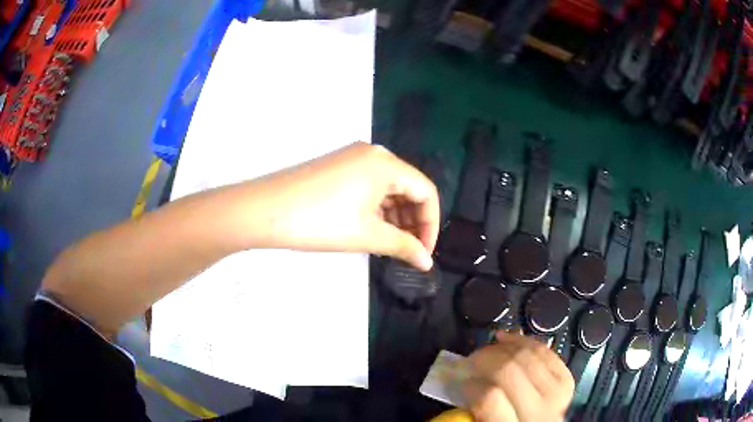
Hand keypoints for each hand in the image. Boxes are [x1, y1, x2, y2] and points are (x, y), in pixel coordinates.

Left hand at [241, 142, 439, 269]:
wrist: (262, 211)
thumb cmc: (319, 222)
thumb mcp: (367, 235)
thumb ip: (404, 247)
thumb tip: (427, 262)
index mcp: (385, 163)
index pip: (425, 191)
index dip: (431, 224)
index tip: (424, 253)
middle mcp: (372, 154)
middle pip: (407, 188)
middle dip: (413, 222)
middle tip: (409, 251)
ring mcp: (351, 158)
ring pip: (386, 189)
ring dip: (394, 217)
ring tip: (391, 245)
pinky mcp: (336, 168)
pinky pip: (368, 187)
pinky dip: (376, 209)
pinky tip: (372, 230)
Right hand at [463, 333, 574, 421]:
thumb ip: (472, 412)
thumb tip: (461, 383)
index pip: (490, 399)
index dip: (470, 384)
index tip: (459, 380)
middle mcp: (538, 411)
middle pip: (510, 372)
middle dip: (484, 358)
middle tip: (469, 360)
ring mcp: (556, 393)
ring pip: (528, 356)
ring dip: (503, 346)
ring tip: (487, 348)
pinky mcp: (566, 380)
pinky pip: (545, 353)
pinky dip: (525, 342)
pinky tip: (508, 339)